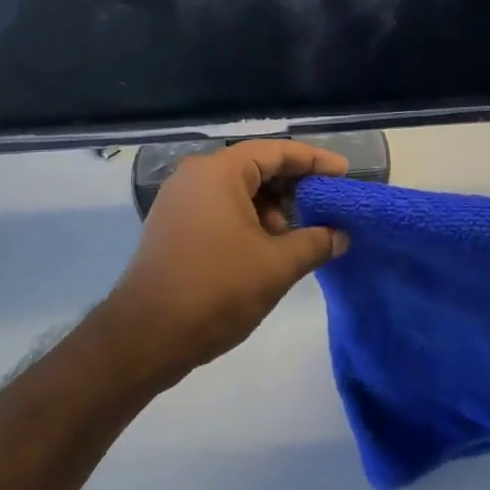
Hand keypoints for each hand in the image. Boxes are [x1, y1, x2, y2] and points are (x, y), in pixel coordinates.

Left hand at [103, 139, 349, 385]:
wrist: (145, 337)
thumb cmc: (216, 290)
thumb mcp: (277, 266)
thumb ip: (315, 243)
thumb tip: (341, 235)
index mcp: (218, 172)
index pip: (276, 152)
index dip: (315, 161)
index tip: (344, 174)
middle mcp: (194, 177)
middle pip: (255, 168)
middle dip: (293, 187)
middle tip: (326, 206)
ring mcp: (178, 203)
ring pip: (237, 192)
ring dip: (271, 209)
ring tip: (297, 237)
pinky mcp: (172, 228)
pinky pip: (219, 210)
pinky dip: (248, 221)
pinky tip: (267, 249)